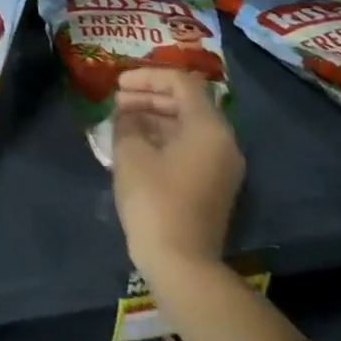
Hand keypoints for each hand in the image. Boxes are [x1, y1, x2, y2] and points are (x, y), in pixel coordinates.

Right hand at [110, 67, 244, 288]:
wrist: (181, 263)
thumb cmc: (155, 200)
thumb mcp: (131, 154)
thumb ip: (128, 123)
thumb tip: (127, 114)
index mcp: (209, 127)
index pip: (181, 83)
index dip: (147, 77)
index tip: (118, 84)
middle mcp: (223, 142)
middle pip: (187, 103)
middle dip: (150, 97)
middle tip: (117, 102)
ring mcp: (221, 166)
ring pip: (187, 126)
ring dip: (154, 118)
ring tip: (121, 122)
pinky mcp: (213, 185)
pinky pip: (189, 147)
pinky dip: (164, 138)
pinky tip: (135, 144)